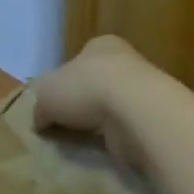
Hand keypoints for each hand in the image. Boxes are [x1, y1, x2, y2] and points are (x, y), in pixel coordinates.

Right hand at [32, 34, 157, 167]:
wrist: (136, 112)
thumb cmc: (85, 88)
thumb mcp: (46, 94)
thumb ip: (40, 107)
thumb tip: (40, 121)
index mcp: (100, 45)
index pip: (78, 60)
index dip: (63, 81)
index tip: (54, 102)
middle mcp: (126, 62)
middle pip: (96, 84)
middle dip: (81, 104)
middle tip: (64, 124)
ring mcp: (144, 90)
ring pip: (112, 107)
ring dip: (99, 123)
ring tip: (79, 141)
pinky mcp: (154, 118)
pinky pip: (126, 128)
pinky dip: (114, 137)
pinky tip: (101, 148)